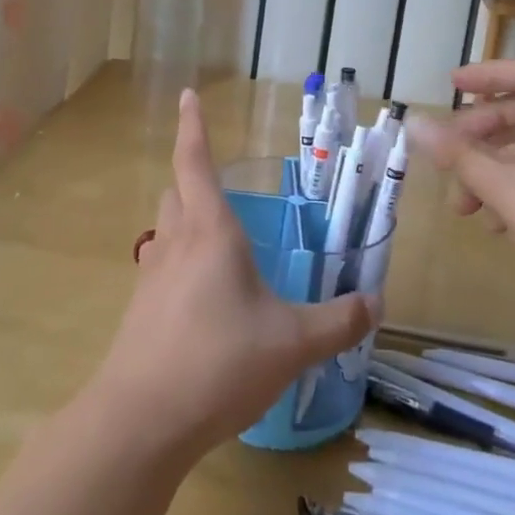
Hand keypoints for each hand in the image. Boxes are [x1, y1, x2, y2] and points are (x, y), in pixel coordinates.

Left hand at [92, 89, 378, 460]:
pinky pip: (159, 267)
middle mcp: (176, 243)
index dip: (193, 126)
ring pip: (165, 228)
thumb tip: (375, 303)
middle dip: (193, 177)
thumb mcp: (292, 343)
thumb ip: (337, 321)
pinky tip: (200, 296)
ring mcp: (151, 276)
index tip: (188, 95)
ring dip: (184, 219)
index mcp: (210, 231)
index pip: (195, 162)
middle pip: (176, 191)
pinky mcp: (140, 310)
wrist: (141, 420)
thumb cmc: (218, 362)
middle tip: (220, 183)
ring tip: (214, 237)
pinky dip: (178, 262)